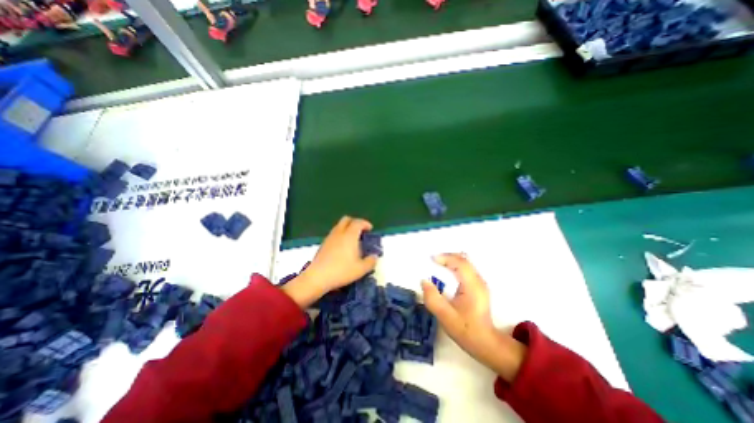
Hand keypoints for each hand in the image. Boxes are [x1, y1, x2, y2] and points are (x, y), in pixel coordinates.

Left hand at [281, 217, 380, 308]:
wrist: (317, 277)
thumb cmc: (341, 271)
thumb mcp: (361, 269)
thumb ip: (371, 261)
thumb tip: (374, 257)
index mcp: (350, 235)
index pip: (358, 222)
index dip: (365, 223)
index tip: (370, 229)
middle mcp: (339, 233)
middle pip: (346, 219)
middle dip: (355, 222)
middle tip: (361, 232)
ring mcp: (329, 238)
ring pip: (339, 226)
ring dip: (346, 229)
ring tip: (352, 240)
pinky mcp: (323, 244)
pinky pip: (334, 234)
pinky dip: (340, 235)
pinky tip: (342, 248)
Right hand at [421, 255, 525, 382]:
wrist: (486, 343)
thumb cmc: (466, 330)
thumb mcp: (445, 316)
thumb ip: (432, 298)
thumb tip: (424, 281)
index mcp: (472, 286)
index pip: (460, 263)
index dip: (445, 258)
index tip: (431, 259)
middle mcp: (478, 280)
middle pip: (463, 259)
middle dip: (447, 256)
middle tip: (432, 260)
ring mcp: (480, 283)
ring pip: (465, 262)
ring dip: (451, 260)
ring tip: (437, 263)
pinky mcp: (478, 286)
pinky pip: (466, 268)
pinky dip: (455, 265)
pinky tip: (447, 271)